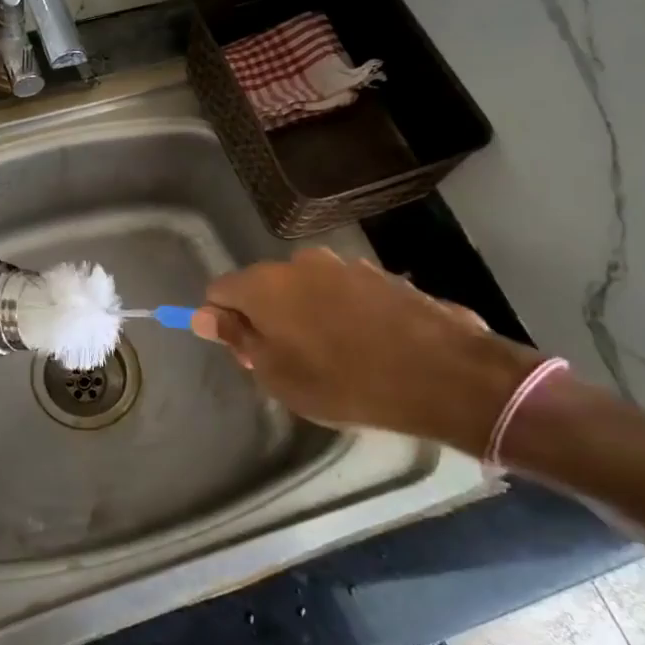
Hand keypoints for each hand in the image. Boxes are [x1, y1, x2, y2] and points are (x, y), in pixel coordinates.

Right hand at [191, 247, 541, 452]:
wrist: (441, 374)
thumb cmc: (343, 382)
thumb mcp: (278, 374)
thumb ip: (238, 338)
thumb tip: (204, 314)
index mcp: (265, 285)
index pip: (220, 290)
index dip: (223, 321)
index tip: (246, 352)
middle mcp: (299, 263)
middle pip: (264, 287)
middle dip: (266, 318)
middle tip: (288, 362)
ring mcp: (343, 264)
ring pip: (305, 288)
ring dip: (306, 314)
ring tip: (333, 356)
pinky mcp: (379, 274)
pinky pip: (341, 292)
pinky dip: (341, 312)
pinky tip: (365, 345)